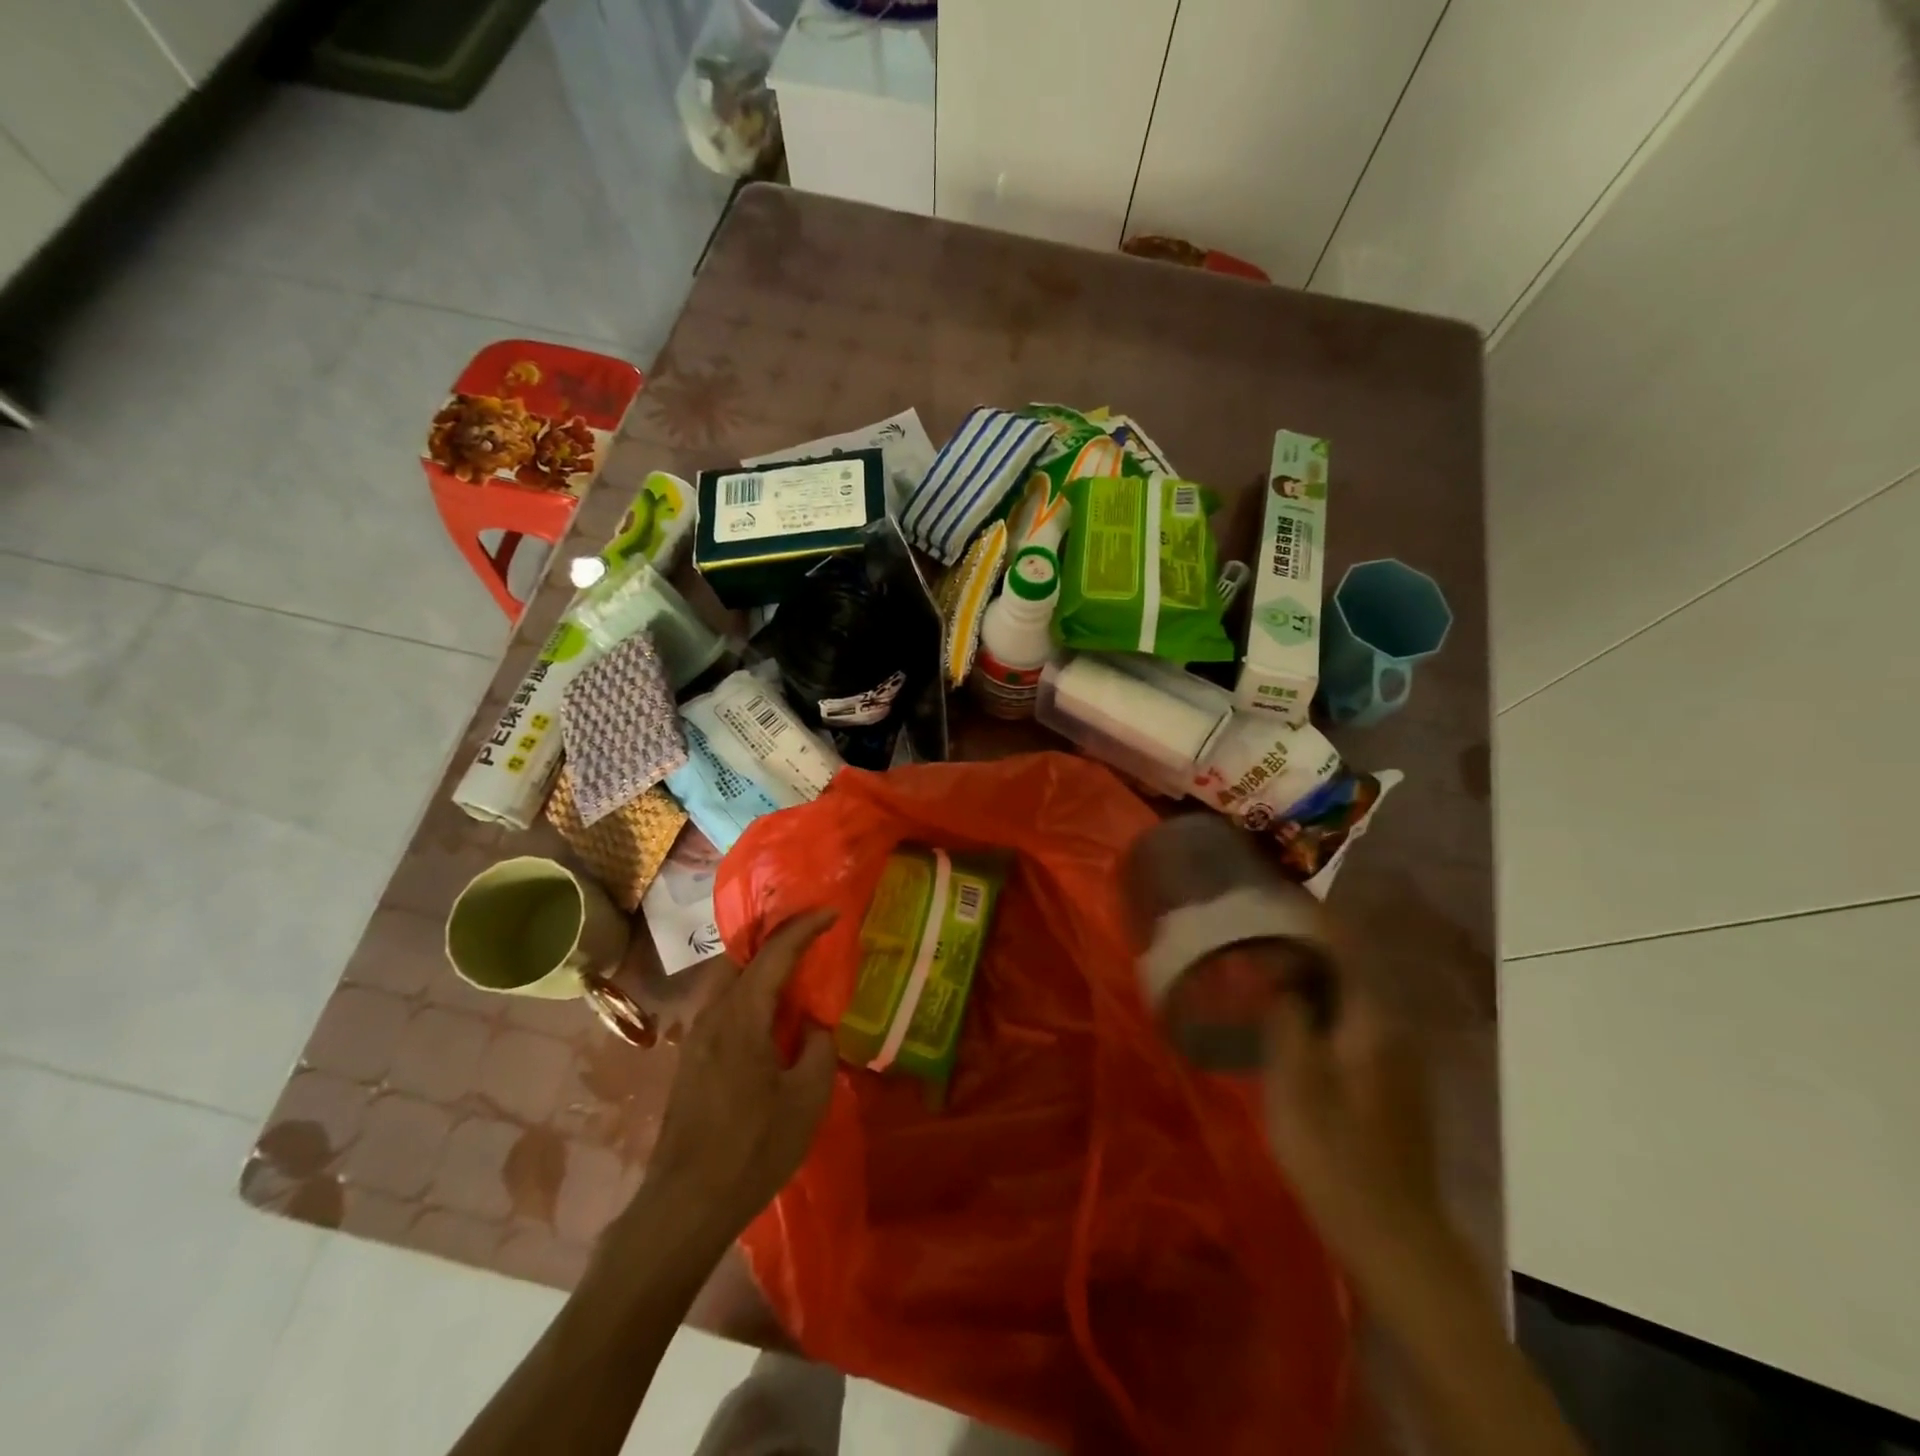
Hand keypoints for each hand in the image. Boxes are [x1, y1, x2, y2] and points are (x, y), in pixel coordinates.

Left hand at [646, 908, 839, 1236]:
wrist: (685, 1205)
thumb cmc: (752, 1148)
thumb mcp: (807, 1098)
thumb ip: (818, 1047)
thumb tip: (814, 1025)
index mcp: (741, 1015)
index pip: (775, 952)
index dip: (805, 927)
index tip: (832, 913)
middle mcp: (711, 1013)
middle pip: (742, 955)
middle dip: (775, 935)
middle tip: (810, 932)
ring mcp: (695, 1035)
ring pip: (729, 979)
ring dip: (761, 964)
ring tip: (795, 968)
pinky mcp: (691, 1057)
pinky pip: (723, 1003)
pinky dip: (749, 990)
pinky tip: (770, 1013)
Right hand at [1259, 951, 1461, 1297]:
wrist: (1393, 1238)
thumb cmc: (1335, 1152)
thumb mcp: (1296, 1077)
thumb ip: (1284, 1012)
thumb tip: (1272, 965)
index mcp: (1373, 1019)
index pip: (1342, 945)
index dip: (1306, 917)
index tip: (1268, 897)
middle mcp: (1392, 1028)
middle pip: (1345, 967)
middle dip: (1299, 945)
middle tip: (1251, 935)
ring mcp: (1395, 1059)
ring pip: (1345, 997)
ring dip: (1306, 978)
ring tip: (1260, 968)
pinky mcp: (1388, 1085)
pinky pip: (1348, 1024)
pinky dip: (1316, 1009)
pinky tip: (1287, 1021)